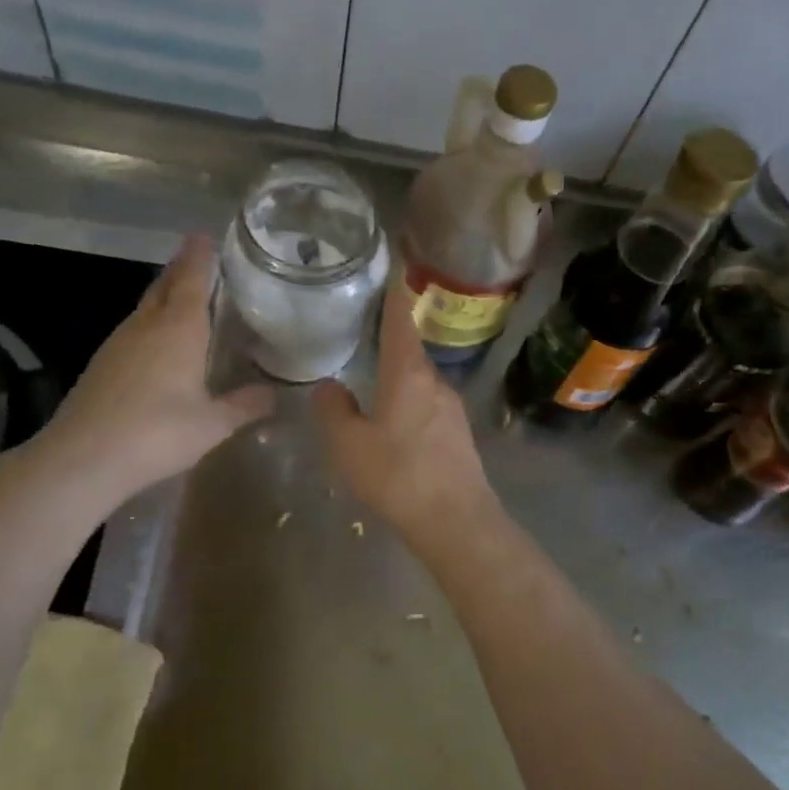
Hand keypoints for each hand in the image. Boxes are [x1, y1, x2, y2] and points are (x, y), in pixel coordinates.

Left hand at [45, 235, 274, 502]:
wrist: (82, 458)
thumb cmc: (157, 433)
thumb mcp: (213, 424)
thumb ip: (245, 405)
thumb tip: (274, 394)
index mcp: (179, 328)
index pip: (191, 278)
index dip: (199, 255)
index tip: (204, 234)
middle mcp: (147, 325)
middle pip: (164, 285)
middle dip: (181, 269)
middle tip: (198, 258)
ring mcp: (118, 343)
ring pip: (146, 307)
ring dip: (164, 296)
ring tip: (184, 297)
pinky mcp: (101, 364)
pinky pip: (133, 330)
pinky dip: (150, 324)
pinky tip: (158, 343)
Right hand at [312, 283, 497, 540]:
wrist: (455, 520)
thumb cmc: (397, 475)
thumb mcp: (348, 444)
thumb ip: (333, 410)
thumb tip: (329, 387)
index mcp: (408, 373)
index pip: (400, 320)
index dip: (394, 294)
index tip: (392, 269)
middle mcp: (435, 381)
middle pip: (410, 351)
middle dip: (390, 341)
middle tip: (364, 335)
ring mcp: (451, 408)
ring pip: (420, 382)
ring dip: (399, 378)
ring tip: (373, 384)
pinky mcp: (459, 434)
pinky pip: (429, 406)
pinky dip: (409, 403)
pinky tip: (394, 426)